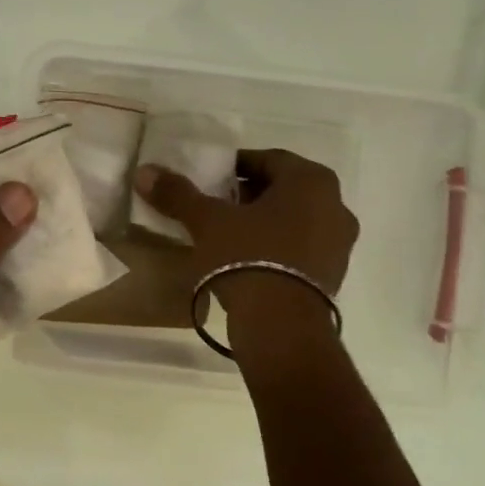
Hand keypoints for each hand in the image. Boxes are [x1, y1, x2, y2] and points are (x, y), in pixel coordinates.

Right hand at [134, 148, 356, 315]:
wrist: (280, 326)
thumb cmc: (247, 257)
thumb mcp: (207, 222)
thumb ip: (178, 194)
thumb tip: (144, 172)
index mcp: (311, 180)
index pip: (268, 159)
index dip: (236, 166)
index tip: (211, 179)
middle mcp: (335, 205)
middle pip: (284, 189)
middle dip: (250, 194)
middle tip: (217, 205)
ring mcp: (340, 243)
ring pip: (295, 218)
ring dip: (265, 221)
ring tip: (230, 234)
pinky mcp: (334, 274)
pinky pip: (302, 247)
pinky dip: (279, 246)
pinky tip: (250, 260)